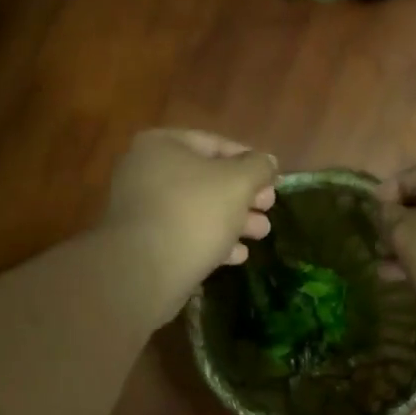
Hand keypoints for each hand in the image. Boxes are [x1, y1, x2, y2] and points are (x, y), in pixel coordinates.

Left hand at [98, 129, 277, 317]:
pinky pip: (183, 234)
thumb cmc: (194, 212)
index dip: (250, 161)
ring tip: (261, 234)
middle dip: (243, 195)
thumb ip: (258, 167)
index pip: (216, 144)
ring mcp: (142, 209)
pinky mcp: (144, 243)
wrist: (145, 270)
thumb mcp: (238, 182)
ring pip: (197, 209)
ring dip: (233, 220)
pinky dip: (211, 241)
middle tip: (269, 209)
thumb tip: (268, 162)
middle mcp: (145, 171)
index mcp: (162, 145)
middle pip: (207, 179)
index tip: (273, 180)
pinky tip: (237, 256)